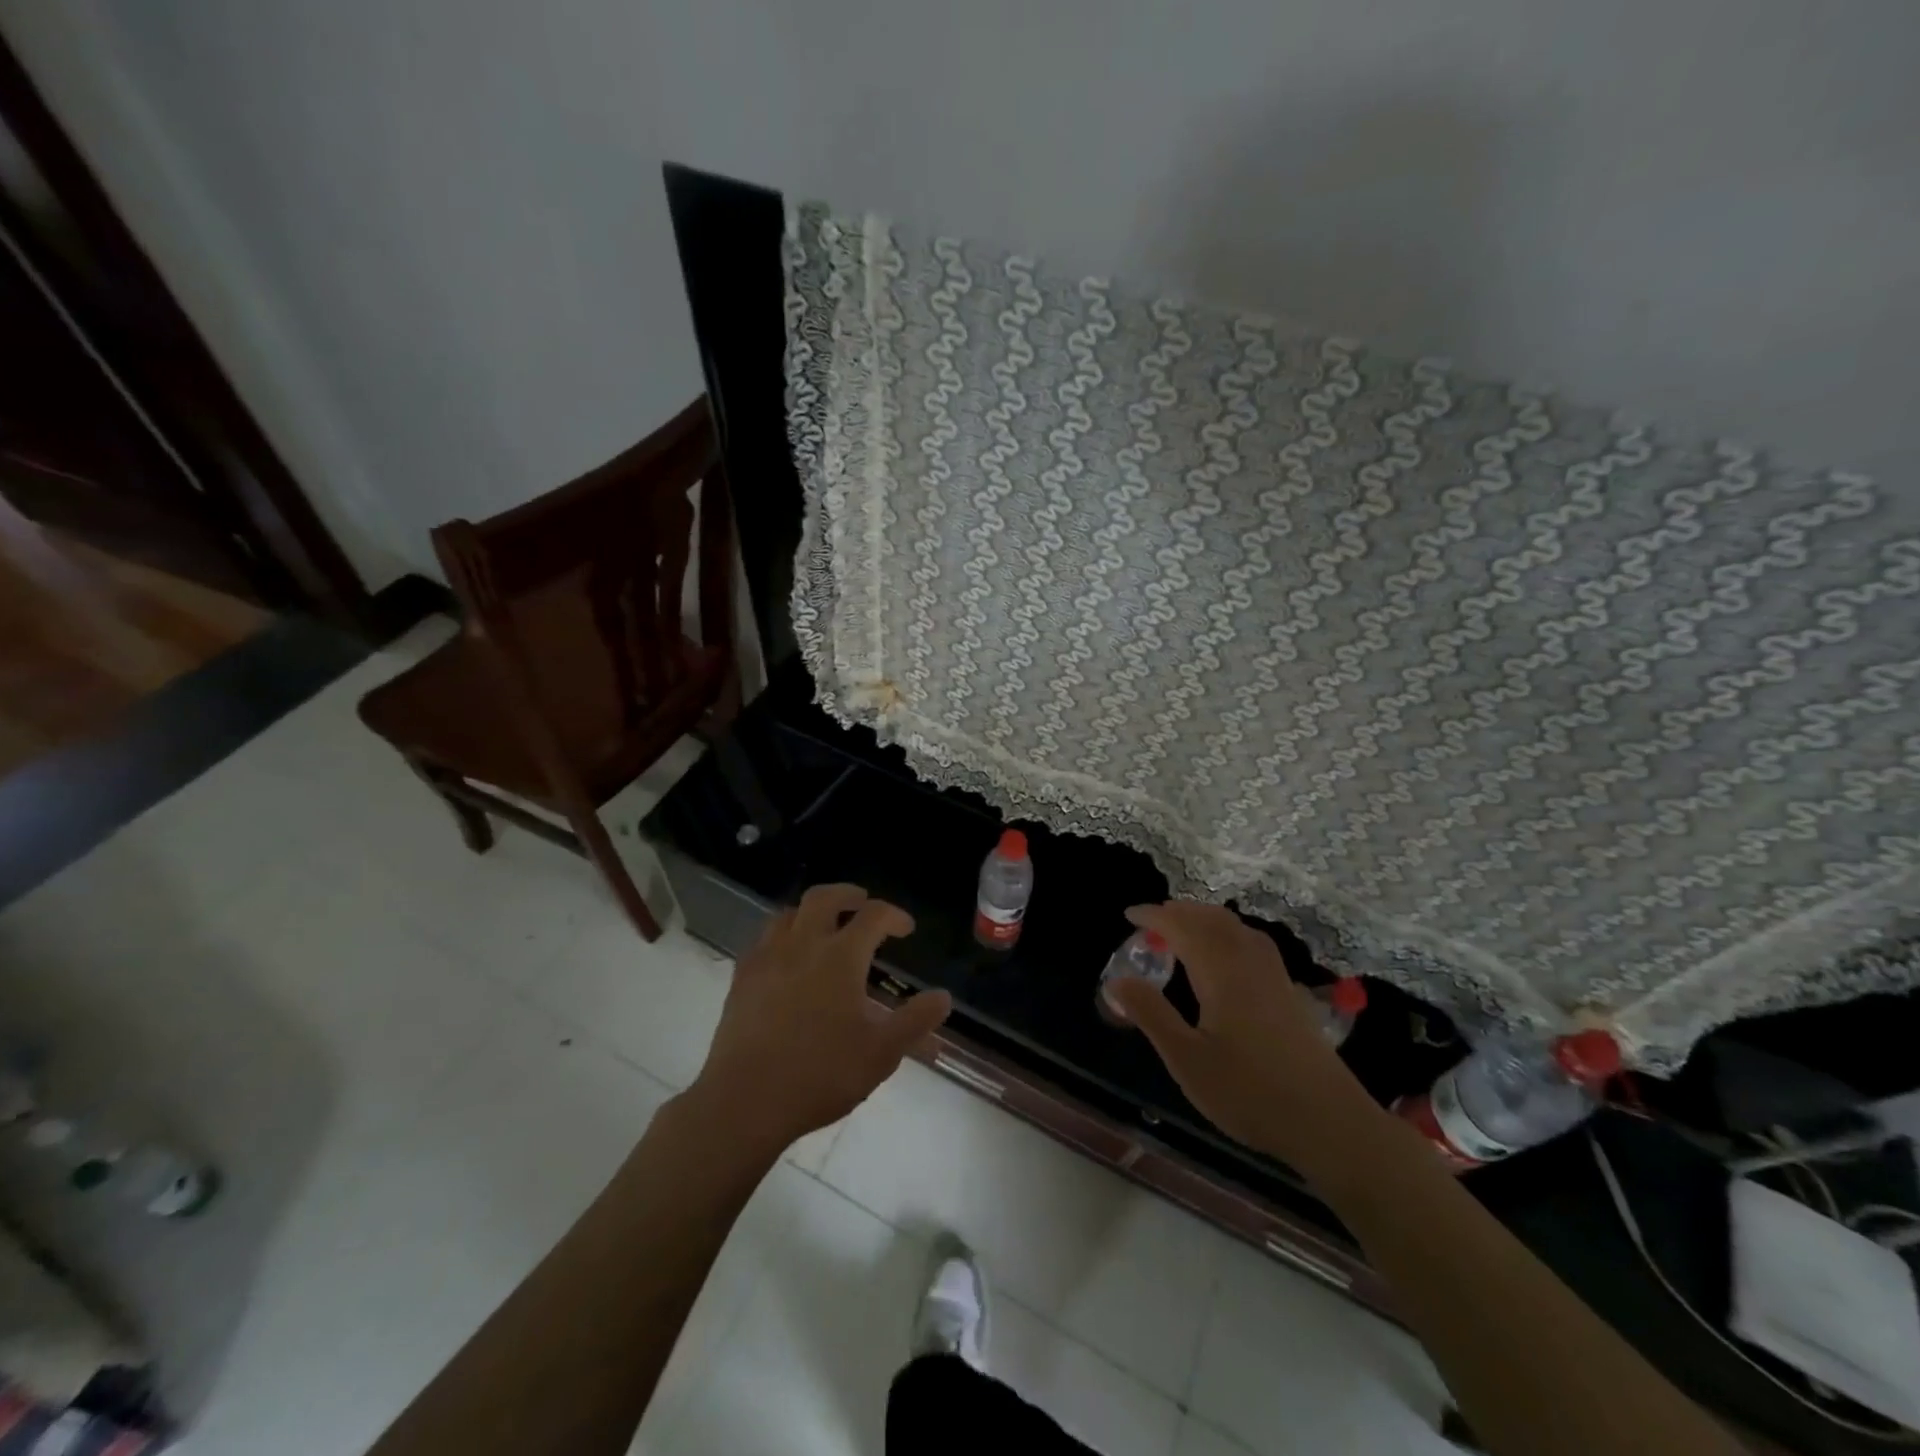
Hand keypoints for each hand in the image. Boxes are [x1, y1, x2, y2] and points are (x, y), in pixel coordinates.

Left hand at [686, 883, 952, 1156]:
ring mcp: (767, 958)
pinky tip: (786, 957)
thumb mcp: (881, 1053)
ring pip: (789, 913)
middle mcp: (804, 945)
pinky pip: (763, 939)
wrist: (745, 1101)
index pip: (874, 916)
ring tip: (824, 926)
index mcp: (841, 957)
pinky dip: (782, 935)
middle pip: (824, 898)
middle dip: (848, 895)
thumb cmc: (821, 1074)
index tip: (906, 928)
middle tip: (861, 903)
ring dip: (812, 912)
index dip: (894, 915)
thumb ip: (915, 1021)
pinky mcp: (742, 978)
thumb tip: (944, 997)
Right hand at [1106, 901, 1374, 1161]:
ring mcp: (1274, 976)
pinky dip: (1229, 932)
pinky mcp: (1288, 993)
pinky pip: (1253, 942)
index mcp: (1221, 972)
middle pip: (1212, 919)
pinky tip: (1227, 954)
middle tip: (1151, 919)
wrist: (1329, 1123)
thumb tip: (1117, 980)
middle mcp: (1248, 963)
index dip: (1154, 916)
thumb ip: (1151, 1015)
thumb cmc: (1249, 1092)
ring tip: (1183, 929)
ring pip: (1236, 928)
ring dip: (1205, 918)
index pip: (1182, 927)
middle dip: (1180, 911)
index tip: (1129, 915)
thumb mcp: (1187, 1059)